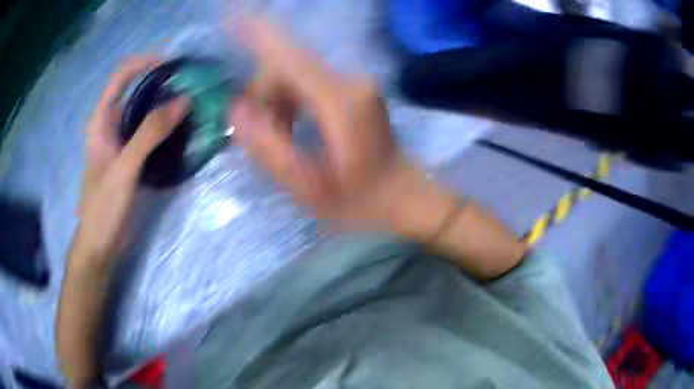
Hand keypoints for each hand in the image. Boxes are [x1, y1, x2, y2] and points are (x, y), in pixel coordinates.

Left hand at [76, 57, 188, 260]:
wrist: (100, 244)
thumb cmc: (104, 206)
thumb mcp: (124, 168)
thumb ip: (150, 133)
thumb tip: (185, 101)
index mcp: (102, 119)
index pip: (122, 75)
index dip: (145, 62)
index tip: (174, 64)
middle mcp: (111, 124)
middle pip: (136, 90)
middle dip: (162, 82)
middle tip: (190, 85)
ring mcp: (122, 141)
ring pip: (144, 111)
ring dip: (166, 105)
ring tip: (192, 104)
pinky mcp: (131, 158)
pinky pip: (149, 133)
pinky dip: (166, 127)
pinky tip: (182, 131)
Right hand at [230, 21, 452, 233]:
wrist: (404, 196)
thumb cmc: (361, 201)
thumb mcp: (309, 187)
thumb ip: (269, 148)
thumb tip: (236, 111)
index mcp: (341, 103)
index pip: (290, 57)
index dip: (259, 34)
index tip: (233, 16)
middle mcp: (350, 82)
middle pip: (288, 69)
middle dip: (264, 97)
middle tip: (257, 136)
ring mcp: (355, 84)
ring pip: (296, 76)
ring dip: (277, 103)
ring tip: (280, 140)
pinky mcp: (354, 90)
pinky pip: (309, 84)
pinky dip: (291, 103)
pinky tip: (293, 129)